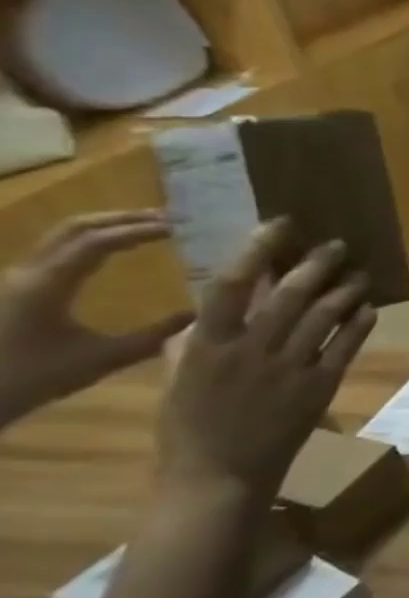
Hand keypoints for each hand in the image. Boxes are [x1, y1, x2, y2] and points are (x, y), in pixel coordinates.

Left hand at [0, 212, 190, 425]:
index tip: (181, 227)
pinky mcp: (17, 290)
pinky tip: (117, 253)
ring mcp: (18, 280)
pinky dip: (94, 243)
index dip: (140, 230)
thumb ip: (154, 336)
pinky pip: (60, 253)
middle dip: (123, 218)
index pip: (97, 242)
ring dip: (108, 227)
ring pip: (64, 237)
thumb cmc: (30, 379)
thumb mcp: (100, 360)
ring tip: (150, 229)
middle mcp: (27, 274)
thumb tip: (201, 314)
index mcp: (45, 285)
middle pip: (75, 228)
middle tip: (171, 219)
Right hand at [157, 221, 374, 504]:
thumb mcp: (179, 381)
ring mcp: (288, 368)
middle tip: (338, 244)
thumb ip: (194, 344)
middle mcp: (250, 351)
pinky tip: (370, 307)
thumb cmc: (191, 429)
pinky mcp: (320, 385)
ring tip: (361, 272)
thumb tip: (209, 312)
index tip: (280, 225)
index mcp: (206, 346)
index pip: (231, 286)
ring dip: (347, 288)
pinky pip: (347, 344)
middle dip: (317, 264)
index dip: (257, 250)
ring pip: (325, 315)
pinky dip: (360, 322)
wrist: (219, 477)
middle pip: (290, 294)